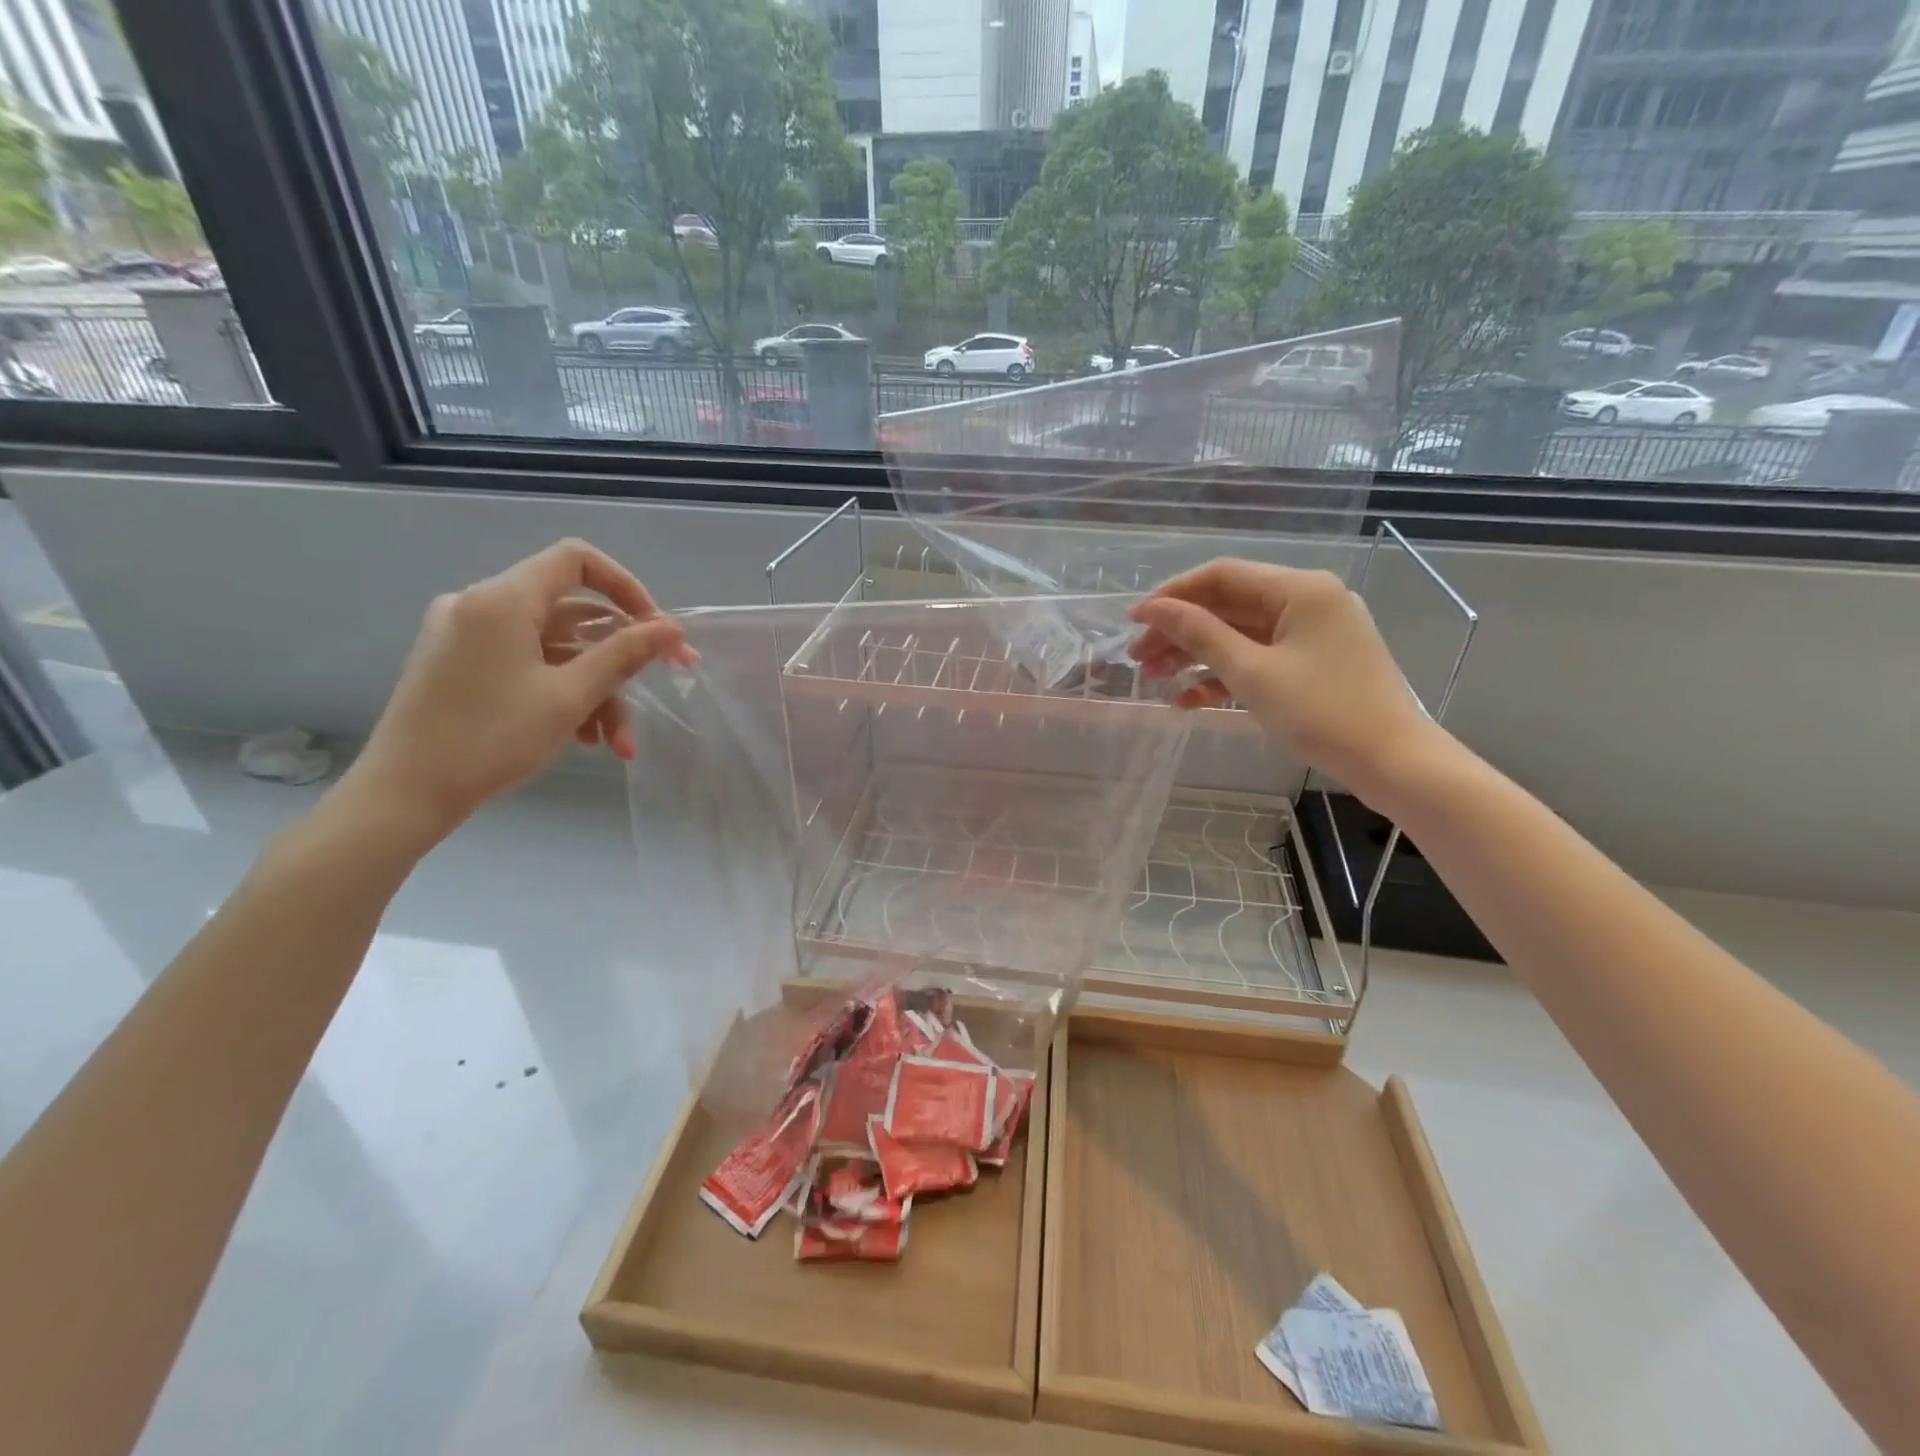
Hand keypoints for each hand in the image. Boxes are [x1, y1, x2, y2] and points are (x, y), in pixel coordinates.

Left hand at [342, 539, 691, 841]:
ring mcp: (467, 636)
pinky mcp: (461, 665)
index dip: (626, 587)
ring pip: (554, 649)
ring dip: (595, 690)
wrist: (405, 794)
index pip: (577, 560)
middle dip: (619, 658)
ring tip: (617, 743)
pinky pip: (528, 665)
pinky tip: (584, 738)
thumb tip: (672, 629)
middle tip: (662, 684)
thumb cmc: (491, 739)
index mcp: (502, 600)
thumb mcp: (570, 697)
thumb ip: (624, 655)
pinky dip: (562, 693)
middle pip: (572, 614)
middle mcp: (480, 605)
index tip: (655, 629)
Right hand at [1128, 558, 1435, 793]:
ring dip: (1196, 655)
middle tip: (1138, 658)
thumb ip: (1200, 634)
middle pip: (1228, 606)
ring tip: (1155, 679)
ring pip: (1239, 634)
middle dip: (1179, 631)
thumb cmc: (1320, 712)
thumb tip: (1154, 609)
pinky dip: (1225, 675)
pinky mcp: (1313, 662)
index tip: (1134, 621)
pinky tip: (1189, 700)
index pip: (1222, 576)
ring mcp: (1312, 633)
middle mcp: (1307, 600)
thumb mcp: (1251, 672)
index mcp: (1299, 589)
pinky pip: (1260, 658)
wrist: (1391, 762)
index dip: (1172, 595)